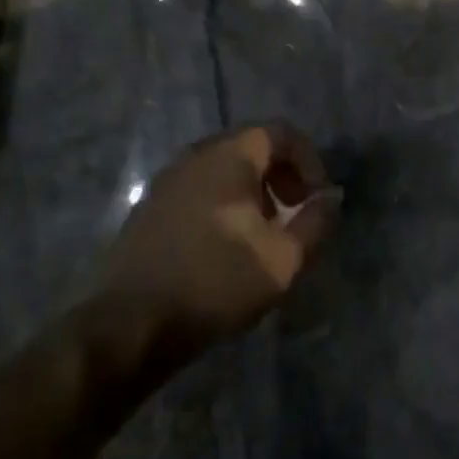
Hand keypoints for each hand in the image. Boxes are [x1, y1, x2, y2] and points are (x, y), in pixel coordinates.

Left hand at [96, 124, 335, 354]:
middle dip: (281, 174)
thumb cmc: (214, 282)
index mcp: (229, 156)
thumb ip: (315, 224)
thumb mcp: (282, 260)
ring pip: (223, 169)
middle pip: (251, 147)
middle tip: (295, 211)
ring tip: (264, 232)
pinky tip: (226, 246)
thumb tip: (331, 200)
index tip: (317, 197)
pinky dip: (224, 203)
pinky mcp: (149, 208)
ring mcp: (167, 180)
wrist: (128, 325)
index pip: (279, 132)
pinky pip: (199, 189)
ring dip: (253, 191)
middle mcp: (196, 155)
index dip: (309, 159)